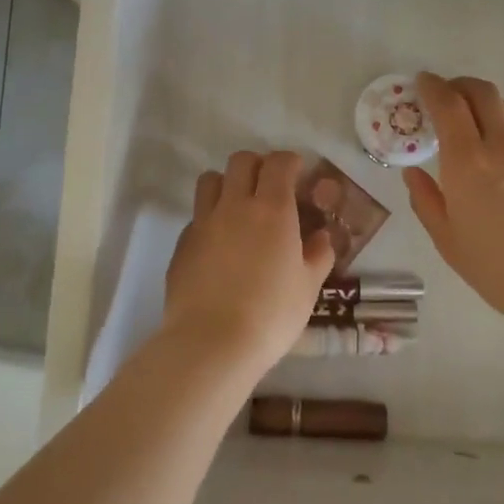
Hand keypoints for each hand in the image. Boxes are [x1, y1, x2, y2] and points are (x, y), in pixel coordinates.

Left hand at [162, 150, 335, 375]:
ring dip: (227, 183)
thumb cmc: (271, 314)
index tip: (298, 172)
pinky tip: (219, 244)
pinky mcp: (182, 243)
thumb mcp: (309, 287)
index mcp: (272, 209)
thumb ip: (318, 255)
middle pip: (241, 161)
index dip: (289, 161)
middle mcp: (235, 205)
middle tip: (269, 186)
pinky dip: (209, 218)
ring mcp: (203, 222)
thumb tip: (321, 237)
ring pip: (210, 180)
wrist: (211, 342)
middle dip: (258, 165)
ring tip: (238, 206)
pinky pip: (196, 216)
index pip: (278, 163)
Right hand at [404, 73, 503, 325]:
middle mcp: (501, 145)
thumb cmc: (500, 267)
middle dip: (459, 85)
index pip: (448, 104)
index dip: (432, 87)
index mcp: (467, 162)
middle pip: (482, 93)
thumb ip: (427, 201)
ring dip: (487, 101)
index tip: (421, 82)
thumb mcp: (449, 241)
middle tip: (445, 95)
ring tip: (476, 118)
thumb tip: (414, 174)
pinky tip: (503, 151)